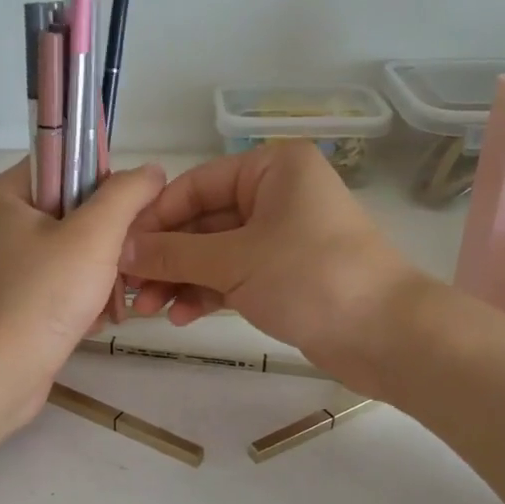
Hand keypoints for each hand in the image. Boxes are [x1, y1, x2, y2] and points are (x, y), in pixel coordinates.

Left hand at [0, 158, 166, 428]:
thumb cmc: (40, 296)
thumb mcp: (94, 235)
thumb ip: (127, 194)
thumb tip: (151, 170)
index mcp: (6, 194)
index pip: (65, 160)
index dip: (104, 181)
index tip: (130, 214)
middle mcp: (1, 223)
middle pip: (74, 210)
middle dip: (108, 240)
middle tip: (125, 264)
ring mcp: (7, 264)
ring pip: (74, 250)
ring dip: (102, 274)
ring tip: (111, 301)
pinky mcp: (16, 300)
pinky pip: (62, 282)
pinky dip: (84, 298)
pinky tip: (94, 320)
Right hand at [119, 141, 429, 392]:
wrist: (386, 335)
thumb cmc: (311, 277)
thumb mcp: (234, 261)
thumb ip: (173, 254)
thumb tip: (120, 250)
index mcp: (272, 168)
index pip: (196, 185)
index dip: (155, 219)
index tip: (118, 250)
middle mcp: (276, 194)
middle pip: (203, 221)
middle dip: (166, 258)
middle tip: (130, 290)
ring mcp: (281, 236)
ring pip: (216, 252)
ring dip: (182, 280)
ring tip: (150, 310)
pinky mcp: (285, 274)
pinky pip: (234, 275)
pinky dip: (208, 293)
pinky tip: (182, 317)